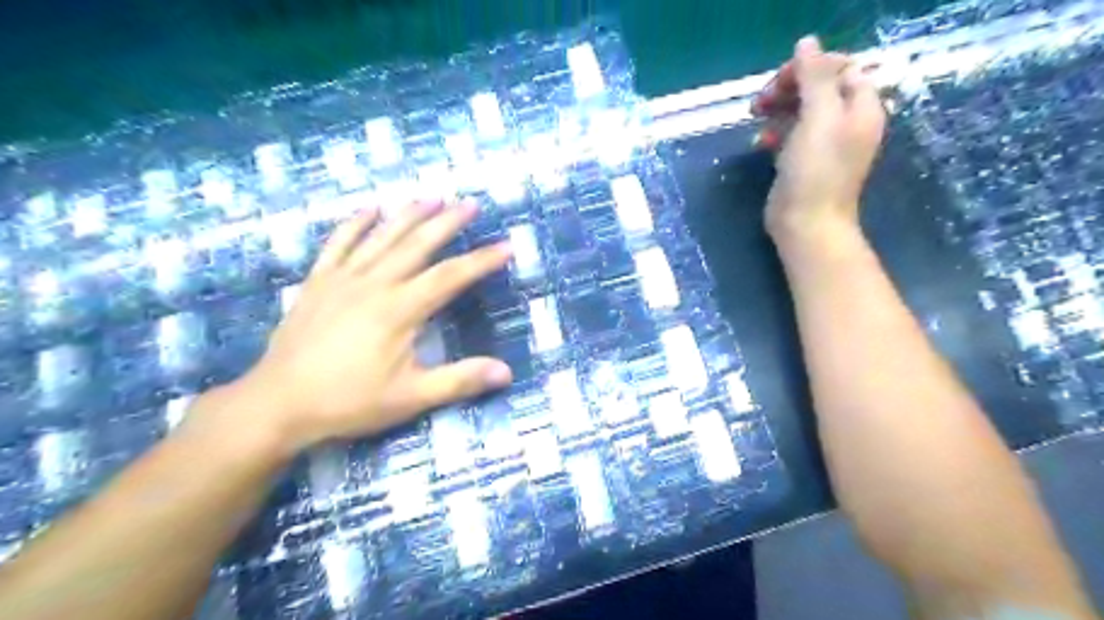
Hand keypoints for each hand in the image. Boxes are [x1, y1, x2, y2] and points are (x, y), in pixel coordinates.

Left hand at [192, 200, 511, 453]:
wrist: (278, 403)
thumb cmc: (349, 400)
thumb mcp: (410, 397)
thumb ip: (459, 380)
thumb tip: (506, 372)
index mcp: (400, 310)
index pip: (450, 276)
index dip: (481, 261)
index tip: (506, 246)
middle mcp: (374, 284)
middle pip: (417, 245)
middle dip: (447, 222)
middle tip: (470, 204)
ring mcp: (342, 279)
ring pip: (381, 237)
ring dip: (408, 214)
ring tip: (431, 197)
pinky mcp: (318, 282)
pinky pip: (338, 243)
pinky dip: (355, 224)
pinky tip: (369, 209)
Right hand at [755, 37, 885, 244]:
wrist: (806, 223)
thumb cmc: (816, 171)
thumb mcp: (818, 118)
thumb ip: (814, 77)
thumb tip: (807, 41)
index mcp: (861, 107)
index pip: (840, 68)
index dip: (811, 67)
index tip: (782, 80)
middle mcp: (846, 122)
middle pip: (818, 87)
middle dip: (788, 87)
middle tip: (761, 99)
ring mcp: (824, 143)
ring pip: (800, 110)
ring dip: (777, 107)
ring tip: (755, 115)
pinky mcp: (803, 160)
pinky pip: (790, 134)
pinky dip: (774, 132)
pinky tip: (760, 142)